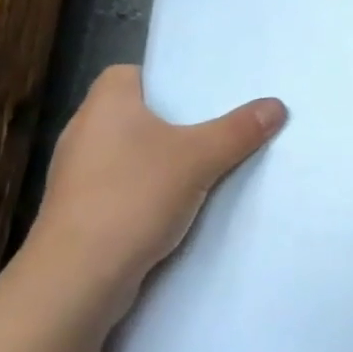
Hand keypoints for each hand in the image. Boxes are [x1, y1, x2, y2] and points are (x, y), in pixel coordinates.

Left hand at [26, 65, 284, 306]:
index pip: (138, 72)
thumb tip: (276, 105)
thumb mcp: (198, 158)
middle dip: (176, 124)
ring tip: (208, 167)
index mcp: (105, 101)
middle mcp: (85, 129)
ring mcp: (77, 173)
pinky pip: (123, 188)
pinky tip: (179, 208)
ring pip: (132, 154)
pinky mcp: (78, 211)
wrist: (75, 279)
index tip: (204, 95)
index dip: (170, 80)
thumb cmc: (133, 197)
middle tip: (220, 127)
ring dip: (163, 162)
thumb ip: (238, 130)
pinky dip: (148, 193)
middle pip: (140, 114)